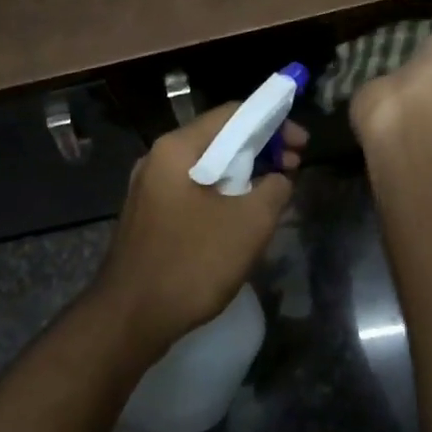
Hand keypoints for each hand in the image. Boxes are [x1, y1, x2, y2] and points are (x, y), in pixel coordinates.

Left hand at [90, 103, 306, 357]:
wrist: (130, 318)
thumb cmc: (192, 263)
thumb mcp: (249, 223)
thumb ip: (274, 189)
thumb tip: (278, 179)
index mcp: (177, 149)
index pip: (232, 113)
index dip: (273, 121)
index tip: (301, 145)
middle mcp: (158, 159)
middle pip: (218, 139)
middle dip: (260, 150)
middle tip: (292, 170)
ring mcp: (149, 189)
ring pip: (206, 168)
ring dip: (242, 176)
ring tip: (271, 197)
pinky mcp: (149, 217)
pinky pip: (192, 193)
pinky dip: (221, 196)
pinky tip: (239, 220)